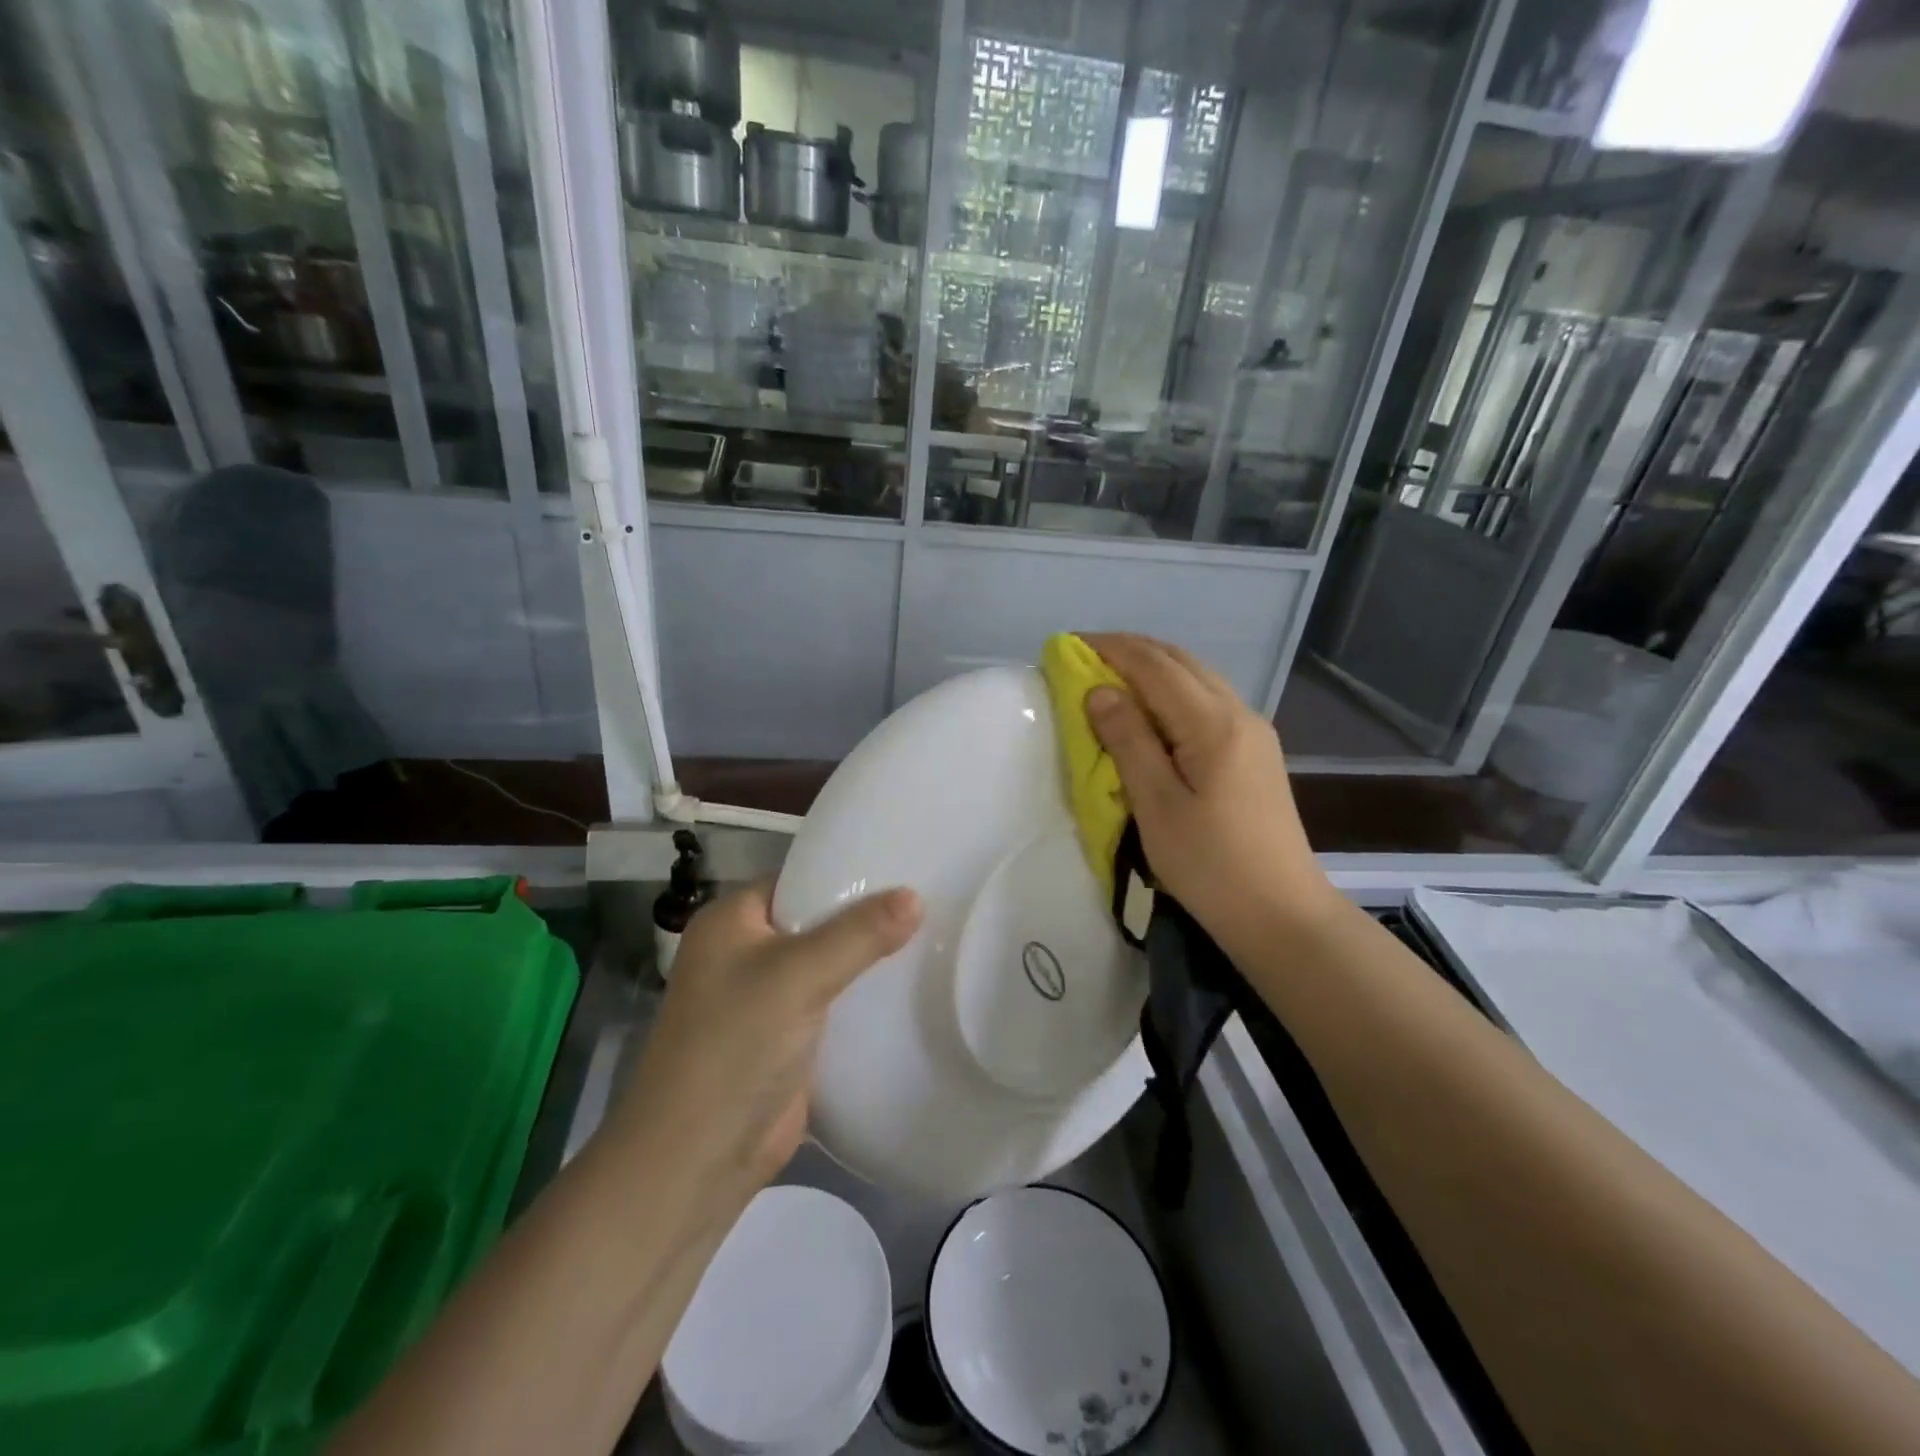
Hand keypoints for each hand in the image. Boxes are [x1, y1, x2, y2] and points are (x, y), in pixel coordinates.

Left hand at [601, 881, 921, 1205]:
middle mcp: (745, 952)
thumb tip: (915, 897)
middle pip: (816, 920)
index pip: (798, 878)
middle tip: (929, 900)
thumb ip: (859, 934)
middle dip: (865, 916)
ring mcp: (765, 998)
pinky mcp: (785, 1038)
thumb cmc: (735, 1046)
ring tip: (931, 937)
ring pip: (827, 964)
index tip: (903, 866)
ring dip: (867, 959)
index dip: (847, 872)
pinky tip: (908, 987)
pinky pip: (831, 1003)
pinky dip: (861, 997)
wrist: (697, 1159)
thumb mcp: (799, 975)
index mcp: (731, 921)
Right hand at [1081, 633, 1336, 954]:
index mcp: (1213, 723)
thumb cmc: (1210, 864)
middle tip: (1086, 656)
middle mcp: (1239, 713)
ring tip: (1113, 677)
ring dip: (1154, 668)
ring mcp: (1254, 731)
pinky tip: (1154, 710)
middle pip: (1180, 661)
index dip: (1111, 649)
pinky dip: (1174, 690)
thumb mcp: (1157, 805)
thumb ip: (1128, 741)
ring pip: (1198, 678)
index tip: (1070, 645)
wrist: (1281, 914)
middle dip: (1132, 650)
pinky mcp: (1257, 752)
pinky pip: (1209, 700)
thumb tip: (1099, 691)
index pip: (1154, 665)